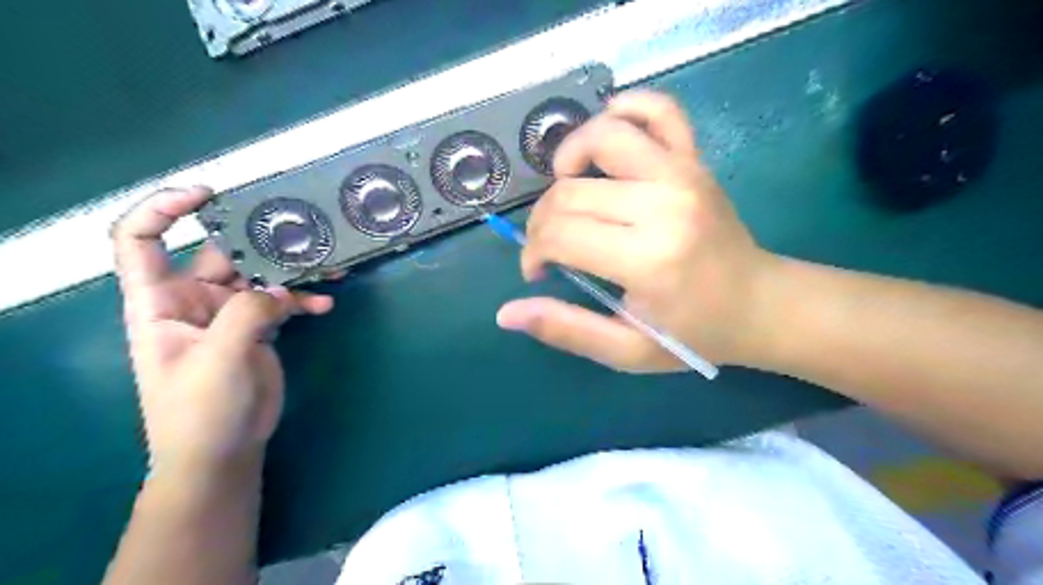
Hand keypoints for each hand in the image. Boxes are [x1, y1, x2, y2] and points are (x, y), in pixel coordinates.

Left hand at [109, 188, 332, 474]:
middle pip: (219, 252)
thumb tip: (280, 288)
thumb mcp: (217, 359)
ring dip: (290, 270)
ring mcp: (229, 314)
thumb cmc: (199, 410)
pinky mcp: (258, 328)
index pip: (141, 241)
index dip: (163, 209)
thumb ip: (247, 313)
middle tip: (295, 227)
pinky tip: (325, 305)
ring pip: (260, 275)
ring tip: (324, 265)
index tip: (207, 194)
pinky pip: (283, 302)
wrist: (223, 450)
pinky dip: (303, 300)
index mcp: (159, 302)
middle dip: (255, 238)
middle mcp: (192, 300)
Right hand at [497, 91, 781, 374]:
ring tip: (567, 189)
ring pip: (603, 136)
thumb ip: (566, 330)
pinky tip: (607, 136)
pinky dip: (625, 109)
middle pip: (571, 192)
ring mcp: (683, 173)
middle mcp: (663, 204)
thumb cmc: (693, 334)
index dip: (534, 252)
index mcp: (647, 258)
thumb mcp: (626, 351)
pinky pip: (658, 110)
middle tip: (551, 248)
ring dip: (568, 158)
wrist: (759, 305)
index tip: (538, 272)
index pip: (560, 234)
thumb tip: (506, 313)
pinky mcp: (695, 160)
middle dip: (543, 221)